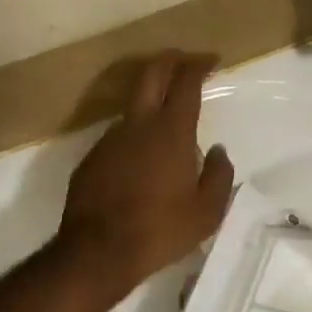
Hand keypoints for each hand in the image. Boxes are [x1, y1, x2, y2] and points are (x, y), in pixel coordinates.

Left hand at [58, 51, 234, 294]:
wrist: (98, 251)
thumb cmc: (161, 230)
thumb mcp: (207, 211)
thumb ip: (220, 174)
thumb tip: (218, 151)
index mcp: (171, 132)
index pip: (186, 83)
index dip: (198, 65)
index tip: (211, 59)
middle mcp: (138, 125)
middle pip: (152, 74)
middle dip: (171, 60)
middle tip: (186, 60)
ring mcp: (110, 139)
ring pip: (134, 106)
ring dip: (151, 102)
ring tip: (168, 122)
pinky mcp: (92, 157)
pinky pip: (119, 136)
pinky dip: (135, 135)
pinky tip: (142, 161)